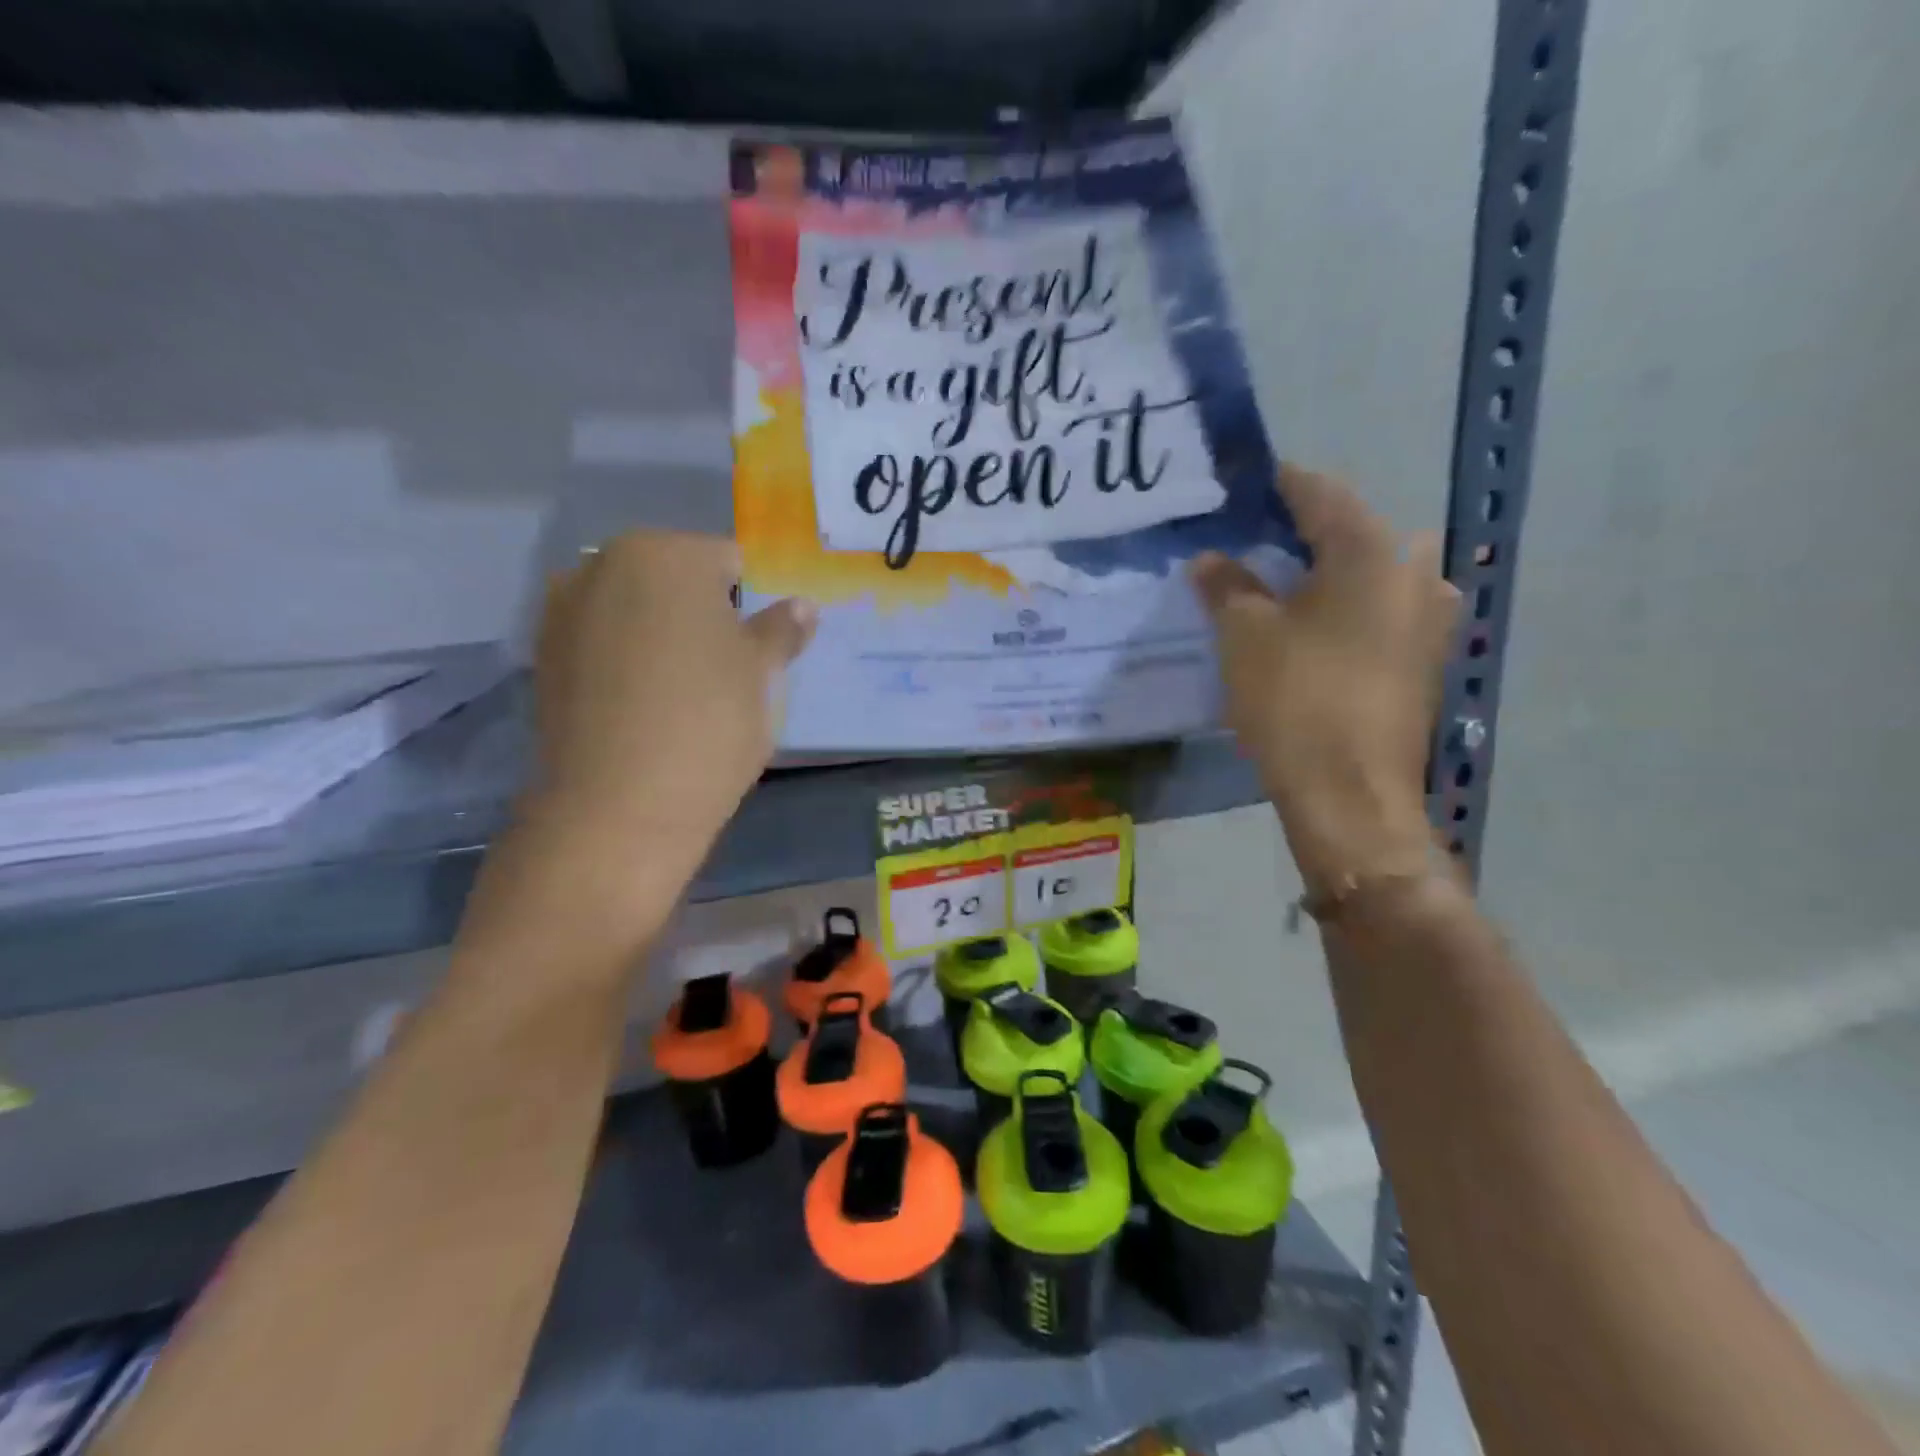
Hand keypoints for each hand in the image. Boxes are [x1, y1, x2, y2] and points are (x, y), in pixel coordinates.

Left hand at [528, 531, 814, 861]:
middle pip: (674, 579)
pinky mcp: (543, 659)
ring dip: (661, 634)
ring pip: (635, 610)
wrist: (619, 807)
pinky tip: (644, 704)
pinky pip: (602, 643)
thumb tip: (803, 606)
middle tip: (727, 668)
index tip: (761, 645)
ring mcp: (563, 611)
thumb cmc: (708, 722)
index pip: (728, 561)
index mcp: (664, 554)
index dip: (753, 601)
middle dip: (703, 613)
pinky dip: (626, 659)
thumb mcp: (761, 674)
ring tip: (684, 689)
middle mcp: (602, 565)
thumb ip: (782, 630)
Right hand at [1190, 465, 1458, 897]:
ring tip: (1267, 585)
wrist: (1350, 795)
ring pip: (1363, 575)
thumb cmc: (1296, 700)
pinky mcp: (1423, 658)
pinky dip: (1337, 607)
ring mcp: (1428, 618)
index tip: (1238, 487)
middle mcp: (1415, 571)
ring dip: (1317, 574)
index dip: (1275, 486)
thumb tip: (1210, 560)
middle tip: (1244, 542)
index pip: (1318, 493)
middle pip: (1346, 532)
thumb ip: (1226, 585)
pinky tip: (1302, 626)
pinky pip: (1374, 611)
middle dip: (1295, 534)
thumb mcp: (1245, 635)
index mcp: (1373, 551)